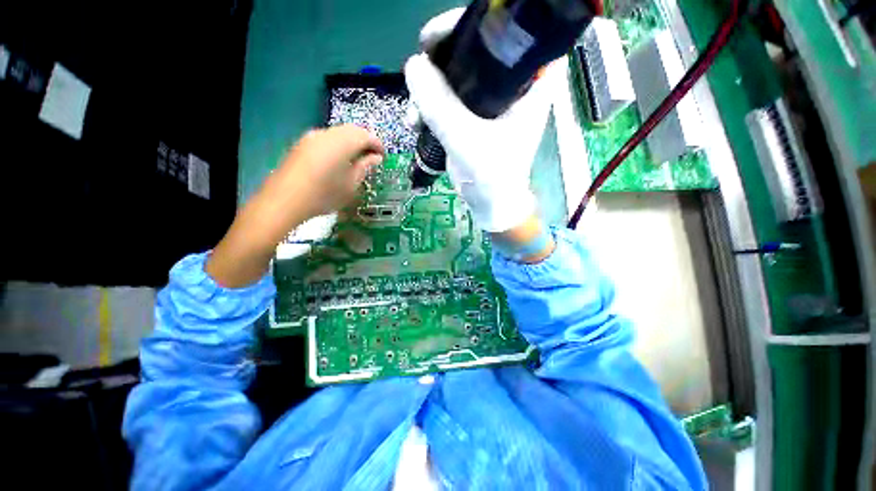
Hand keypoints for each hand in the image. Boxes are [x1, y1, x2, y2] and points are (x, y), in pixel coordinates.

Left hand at [206, 125, 382, 286]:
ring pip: (338, 133)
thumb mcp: (351, 184)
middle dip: (365, 141)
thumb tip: (375, 157)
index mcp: (342, 143)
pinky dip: (339, 145)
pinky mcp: (302, 144)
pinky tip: (339, 160)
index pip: (365, 135)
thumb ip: (365, 167)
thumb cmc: (324, 195)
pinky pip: (327, 138)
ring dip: (351, 142)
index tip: (383, 156)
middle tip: (373, 157)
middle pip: (351, 130)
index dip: (377, 144)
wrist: (284, 201)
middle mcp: (326, 134)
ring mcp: (311, 137)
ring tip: (358, 159)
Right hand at [404, 10, 556, 232]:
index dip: (472, 27)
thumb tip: (413, 66)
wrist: (489, 204)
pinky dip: (431, 107)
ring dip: (430, 90)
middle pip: (475, 52)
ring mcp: (491, 102)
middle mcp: (512, 86)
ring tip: (414, 115)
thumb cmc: (491, 176)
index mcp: (528, 83)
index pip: (507, 33)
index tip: (438, 36)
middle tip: (419, 70)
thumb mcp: (466, 139)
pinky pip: (449, 100)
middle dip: (441, 61)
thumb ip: (440, 105)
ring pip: (457, 77)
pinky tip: (416, 122)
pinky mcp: (474, 118)